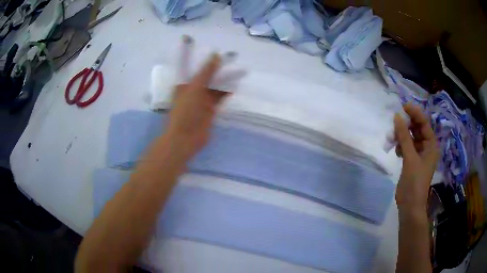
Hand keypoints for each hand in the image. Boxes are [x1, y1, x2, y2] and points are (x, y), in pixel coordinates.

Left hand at [166, 53, 228, 158]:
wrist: (186, 138)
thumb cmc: (185, 111)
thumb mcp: (195, 87)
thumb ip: (206, 72)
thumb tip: (216, 55)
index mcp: (184, 83)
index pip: (195, 68)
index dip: (206, 60)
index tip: (218, 50)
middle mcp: (193, 90)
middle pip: (207, 76)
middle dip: (218, 69)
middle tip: (232, 59)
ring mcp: (202, 100)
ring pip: (215, 86)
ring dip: (224, 80)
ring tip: (237, 70)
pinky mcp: (210, 109)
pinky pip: (219, 97)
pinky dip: (226, 92)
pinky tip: (235, 85)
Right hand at [394, 104, 438, 211]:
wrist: (410, 206)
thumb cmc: (414, 182)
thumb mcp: (410, 158)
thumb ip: (404, 137)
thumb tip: (397, 116)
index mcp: (431, 145)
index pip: (424, 123)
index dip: (415, 113)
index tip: (403, 107)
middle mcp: (427, 147)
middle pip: (417, 129)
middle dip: (406, 125)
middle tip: (395, 123)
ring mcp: (419, 154)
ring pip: (410, 137)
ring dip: (402, 135)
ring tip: (393, 139)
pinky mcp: (412, 160)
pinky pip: (406, 146)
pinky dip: (401, 145)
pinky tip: (396, 150)